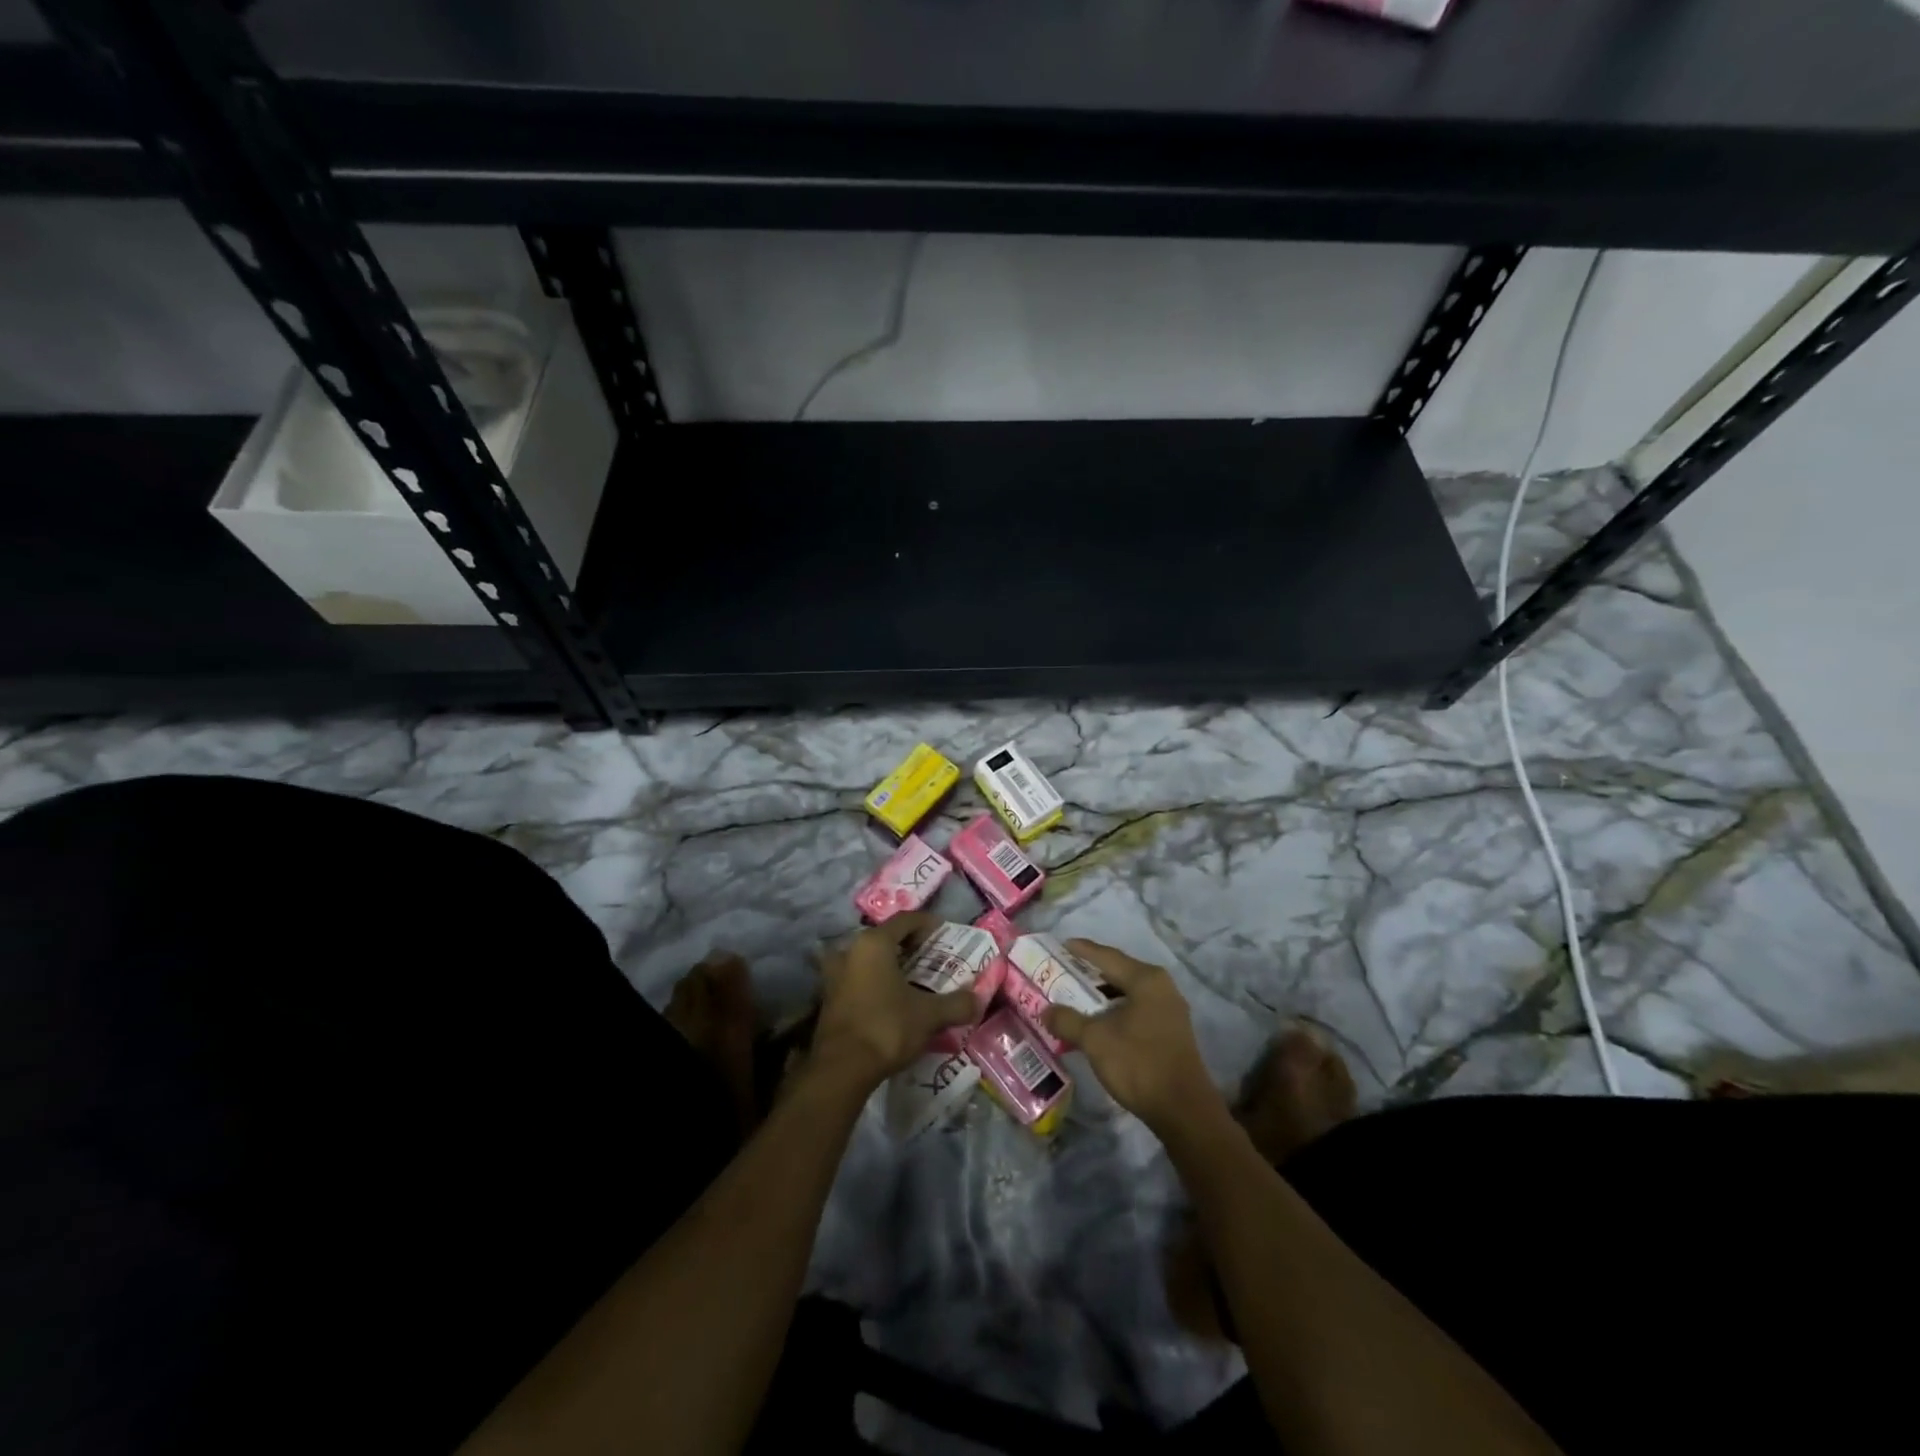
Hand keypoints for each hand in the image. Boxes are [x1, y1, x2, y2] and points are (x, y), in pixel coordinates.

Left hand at [809, 914, 976, 1093]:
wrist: (841, 1069)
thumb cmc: (887, 1028)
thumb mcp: (929, 1016)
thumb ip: (956, 1004)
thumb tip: (977, 1000)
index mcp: (874, 943)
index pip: (905, 920)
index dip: (927, 923)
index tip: (944, 932)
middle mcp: (850, 950)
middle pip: (886, 938)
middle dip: (910, 946)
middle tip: (932, 958)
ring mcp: (835, 974)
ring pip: (869, 959)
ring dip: (890, 965)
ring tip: (913, 979)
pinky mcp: (829, 998)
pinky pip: (858, 978)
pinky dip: (876, 982)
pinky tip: (892, 1000)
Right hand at [1044, 940, 1224, 1134]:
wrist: (1183, 1111)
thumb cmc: (1138, 1064)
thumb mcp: (1095, 1040)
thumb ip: (1068, 1020)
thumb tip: (1046, 1010)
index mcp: (1146, 980)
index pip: (1107, 956)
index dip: (1082, 950)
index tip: (1061, 944)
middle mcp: (1162, 987)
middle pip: (1119, 972)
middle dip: (1090, 973)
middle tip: (1063, 971)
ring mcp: (1170, 1010)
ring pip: (1128, 992)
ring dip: (1102, 994)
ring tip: (1076, 997)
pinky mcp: (1171, 1031)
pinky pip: (1137, 1008)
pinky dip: (1115, 1009)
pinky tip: (1099, 1021)